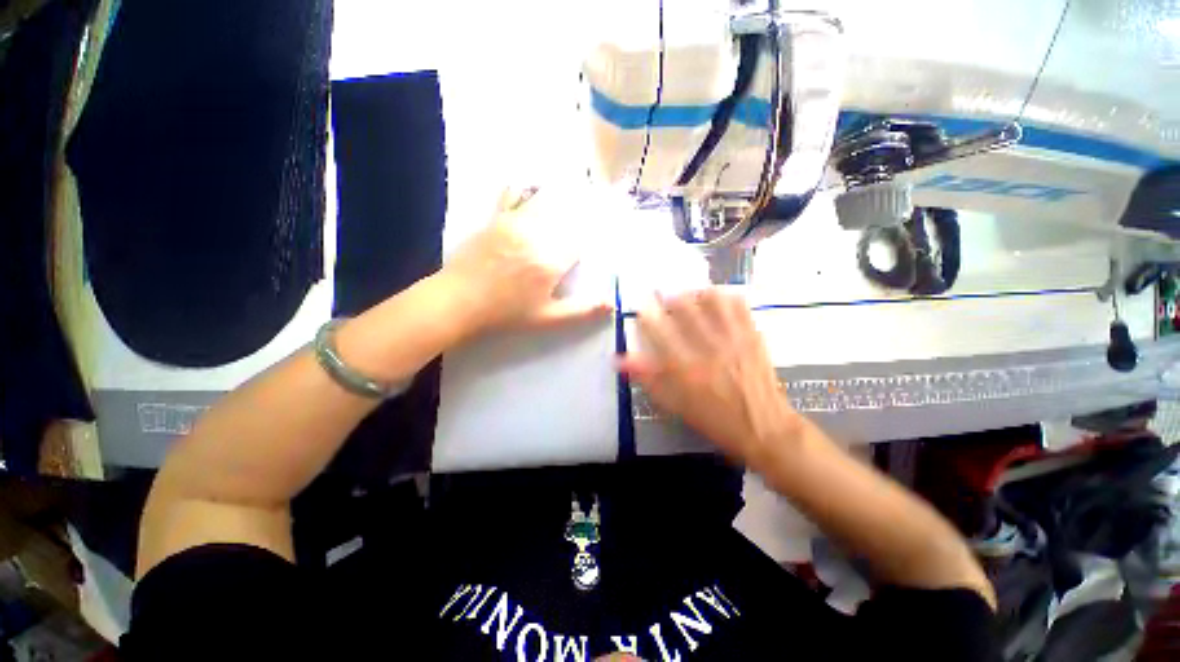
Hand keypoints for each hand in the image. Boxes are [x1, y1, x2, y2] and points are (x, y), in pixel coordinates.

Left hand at [440, 187, 611, 335]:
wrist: (458, 301)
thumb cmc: (505, 314)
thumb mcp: (547, 319)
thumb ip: (581, 311)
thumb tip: (612, 304)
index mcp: (552, 259)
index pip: (583, 237)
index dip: (598, 229)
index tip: (610, 224)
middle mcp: (537, 234)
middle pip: (568, 214)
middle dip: (585, 208)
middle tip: (600, 199)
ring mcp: (514, 222)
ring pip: (546, 200)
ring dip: (563, 194)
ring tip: (577, 186)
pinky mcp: (496, 219)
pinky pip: (515, 194)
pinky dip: (528, 188)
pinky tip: (534, 186)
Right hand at [618, 289, 800, 463]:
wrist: (764, 427)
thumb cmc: (714, 419)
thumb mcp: (675, 404)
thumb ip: (647, 378)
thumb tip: (618, 359)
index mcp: (684, 366)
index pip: (658, 329)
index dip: (646, 312)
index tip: (642, 305)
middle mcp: (706, 346)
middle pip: (683, 306)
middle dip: (669, 296)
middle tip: (664, 297)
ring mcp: (732, 338)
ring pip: (712, 299)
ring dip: (696, 293)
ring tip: (690, 297)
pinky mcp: (752, 335)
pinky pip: (738, 305)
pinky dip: (724, 296)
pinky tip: (717, 301)